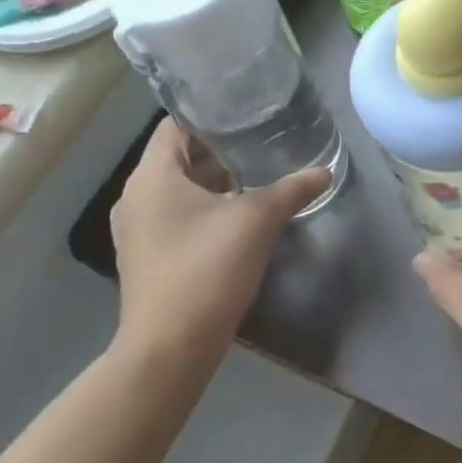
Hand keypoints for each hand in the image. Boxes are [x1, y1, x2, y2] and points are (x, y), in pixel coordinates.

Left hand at [109, 118, 328, 371]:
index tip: (246, 110)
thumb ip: (292, 190)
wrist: (168, 351)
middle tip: (261, 140)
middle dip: (219, 148)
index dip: (210, 113)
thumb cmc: (205, 271)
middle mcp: (135, 196)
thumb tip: (326, 171)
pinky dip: (203, 206)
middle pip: (178, 155)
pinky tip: (238, 213)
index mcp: (151, 176)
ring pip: (177, 187)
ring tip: (256, 172)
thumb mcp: (256, 222)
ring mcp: (137, 229)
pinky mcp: (146, 255)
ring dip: (213, 179)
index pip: (175, 124)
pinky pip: (174, 214)